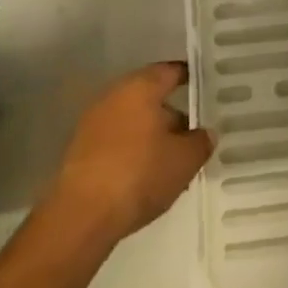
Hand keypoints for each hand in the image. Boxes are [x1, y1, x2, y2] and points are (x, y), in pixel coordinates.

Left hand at [46, 61, 211, 245]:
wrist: (80, 216)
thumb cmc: (139, 174)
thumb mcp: (184, 160)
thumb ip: (201, 141)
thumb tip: (205, 133)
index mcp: (141, 86)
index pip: (172, 71)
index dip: (192, 79)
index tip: (207, 90)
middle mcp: (115, 94)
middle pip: (151, 97)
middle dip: (173, 115)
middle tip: (194, 135)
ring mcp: (93, 122)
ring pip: (133, 121)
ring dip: (152, 136)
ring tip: (172, 163)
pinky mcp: (80, 149)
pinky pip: (116, 141)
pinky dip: (132, 151)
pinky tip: (146, 177)